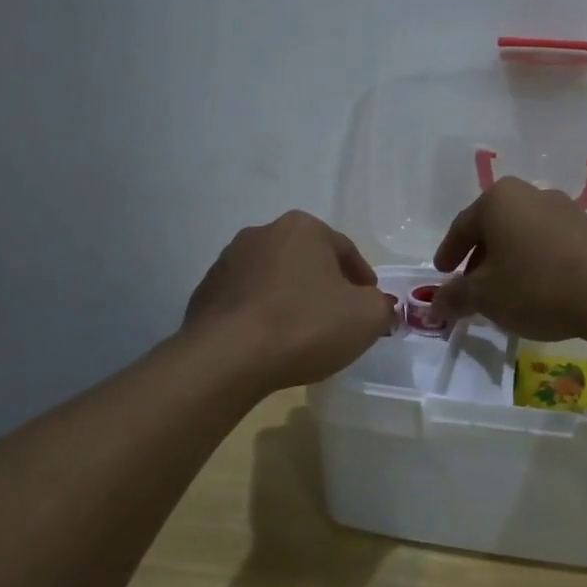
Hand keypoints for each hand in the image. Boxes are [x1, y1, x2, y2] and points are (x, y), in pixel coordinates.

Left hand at [183, 212, 394, 390]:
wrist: (227, 358)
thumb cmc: (305, 325)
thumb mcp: (367, 317)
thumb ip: (382, 306)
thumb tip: (377, 306)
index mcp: (302, 227)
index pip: (345, 250)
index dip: (363, 279)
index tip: (370, 304)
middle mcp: (262, 233)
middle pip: (307, 260)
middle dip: (324, 285)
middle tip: (339, 317)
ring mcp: (228, 262)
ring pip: (274, 279)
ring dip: (291, 298)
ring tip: (303, 333)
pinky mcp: (205, 293)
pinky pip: (246, 302)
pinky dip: (262, 315)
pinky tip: (271, 342)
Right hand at [429, 178, 586, 341]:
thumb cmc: (536, 286)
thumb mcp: (486, 296)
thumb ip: (455, 296)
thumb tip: (435, 303)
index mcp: (499, 199)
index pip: (462, 226)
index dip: (448, 253)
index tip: (441, 272)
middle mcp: (531, 193)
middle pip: (494, 227)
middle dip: (479, 258)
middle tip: (470, 286)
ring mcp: (565, 209)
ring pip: (523, 235)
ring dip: (509, 261)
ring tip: (504, 292)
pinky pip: (549, 243)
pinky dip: (535, 263)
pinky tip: (537, 289)